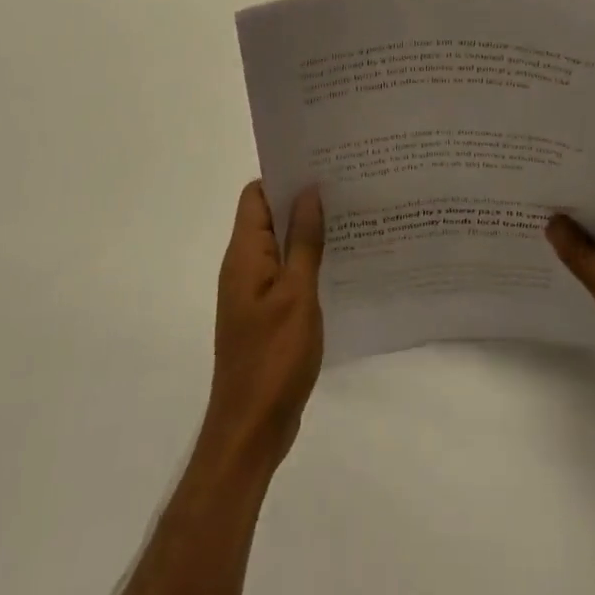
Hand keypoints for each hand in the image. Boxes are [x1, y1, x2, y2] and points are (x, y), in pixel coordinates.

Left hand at [203, 181, 324, 470]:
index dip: (284, 175)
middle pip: (268, 216)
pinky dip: (308, 261)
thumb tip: (308, 192)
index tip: (321, 165)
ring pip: (280, 245)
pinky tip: (340, 261)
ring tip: (350, 217)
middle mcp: (244, 266)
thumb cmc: (274, 357)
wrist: (251, 429)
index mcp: (244, 255)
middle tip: (345, 185)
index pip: (256, 195)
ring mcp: (254, 292)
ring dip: (308, 231)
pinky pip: (286, 272)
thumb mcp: (297, 293)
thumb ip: (303, 241)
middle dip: (302, 200)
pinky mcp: (266, 313)